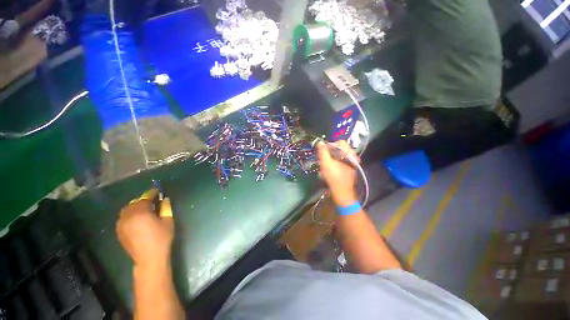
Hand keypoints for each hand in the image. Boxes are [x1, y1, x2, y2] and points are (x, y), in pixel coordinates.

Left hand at [116, 189, 173, 267]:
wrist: (149, 258)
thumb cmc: (161, 238)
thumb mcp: (168, 221)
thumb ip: (166, 208)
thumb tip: (165, 199)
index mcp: (141, 212)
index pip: (145, 197)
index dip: (152, 193)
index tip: (158, 191)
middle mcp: (128, 216)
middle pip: (134, 202)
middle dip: (143, 200)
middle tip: (152, 201)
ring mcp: (122, 224)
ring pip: (126, 210)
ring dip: (135, 207)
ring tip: (143, 210)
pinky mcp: (119, 231)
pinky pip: (123, 218)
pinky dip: (129, 214)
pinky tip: (136, 219)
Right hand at [317, 140, 358, 205]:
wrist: (342, 193)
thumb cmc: (334, 177)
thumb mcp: (326, 163)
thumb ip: (322, 151)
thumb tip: (320, 142)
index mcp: (349, 153)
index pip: (340, 142)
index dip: (330, 145)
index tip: (322, 151)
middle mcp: (353, 157)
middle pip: (339, 150)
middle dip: (329, 153)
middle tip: (321, 159)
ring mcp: (352, 164)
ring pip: (339, 157)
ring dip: (330, 160)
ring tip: (323, 166)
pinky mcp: (349, 170)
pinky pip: (340, 163)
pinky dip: (333, 165)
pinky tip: (327, 171)